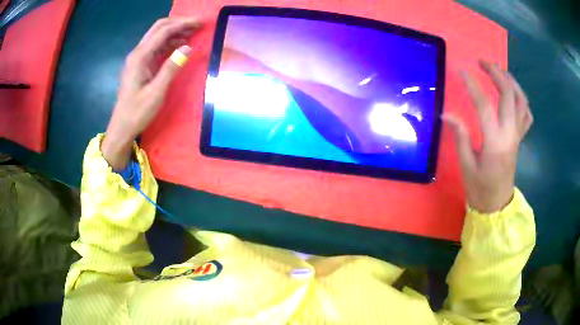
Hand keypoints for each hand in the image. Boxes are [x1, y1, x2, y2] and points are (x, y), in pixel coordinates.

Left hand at [101, 17, 200, 169]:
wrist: (122, 128)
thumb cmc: (137, 113)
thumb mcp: (156, 92)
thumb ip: (171, 68)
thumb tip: (188, 47)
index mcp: (140, 57)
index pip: (163, 31)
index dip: (183, 24)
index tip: (201, 22)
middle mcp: (137, 53)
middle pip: (159, 28)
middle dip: (179, 23)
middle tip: (198, 24)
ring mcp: (138, 59)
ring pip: (158, 36)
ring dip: (175, 31)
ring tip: (194, 32)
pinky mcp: (140, 65)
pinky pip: (156, 47)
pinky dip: (169, 42)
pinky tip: (180, 45)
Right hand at [443, 60, 532, 212]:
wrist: (497, 204)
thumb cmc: (480, 188)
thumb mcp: (466, 165)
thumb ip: (460, 136)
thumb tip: (446, 114)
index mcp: (495, 142)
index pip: (484, 105)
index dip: (472, 85)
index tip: (461, 70)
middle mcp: (510, 134)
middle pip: (509, 95)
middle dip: (496, 73)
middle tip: (482, 62)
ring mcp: (517, 135)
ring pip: (521, 101)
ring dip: (511, 81)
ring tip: (499, 71)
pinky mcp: (520, 138)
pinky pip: (526, 114)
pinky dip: (521, 99)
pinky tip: (513, 94)